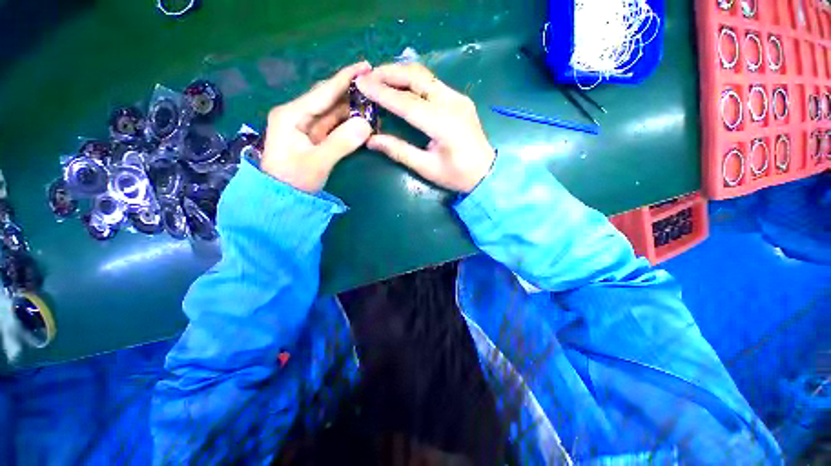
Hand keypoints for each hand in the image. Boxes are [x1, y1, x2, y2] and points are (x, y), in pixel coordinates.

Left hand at [261, 62, 372, 192]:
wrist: (282, 199)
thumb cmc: (294, 180)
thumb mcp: (318, 162)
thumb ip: (341, 143)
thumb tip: (367, 125)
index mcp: (292, 114)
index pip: (323, 92)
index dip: (345, 78)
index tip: (366, 66)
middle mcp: (298, 115)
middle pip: (328, 99)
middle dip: (351, 93)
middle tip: (374, 88)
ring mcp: (306, 127)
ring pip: (332, 113)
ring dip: (352, 109)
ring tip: (373, 105)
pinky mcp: (313, 138)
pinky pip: (333, 126)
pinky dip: (348, 124)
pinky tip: (362, 121)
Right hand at [355, 63, 495, 192]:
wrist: (486, 172)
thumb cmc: (457, 175)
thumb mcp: (427, 167)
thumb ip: (399, 151)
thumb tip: (371, 140)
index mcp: (443, 124)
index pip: (407, 102)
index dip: (382, 93)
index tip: (360, 84)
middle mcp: (452, 103)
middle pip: (416, 77)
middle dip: (389, 73)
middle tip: (367, 77)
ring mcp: (458, 97)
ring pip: (424, 76)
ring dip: (400, 73)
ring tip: (379, 79)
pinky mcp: (459, 98)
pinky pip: (432, 83)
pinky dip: (412, 81)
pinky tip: (400, 87)